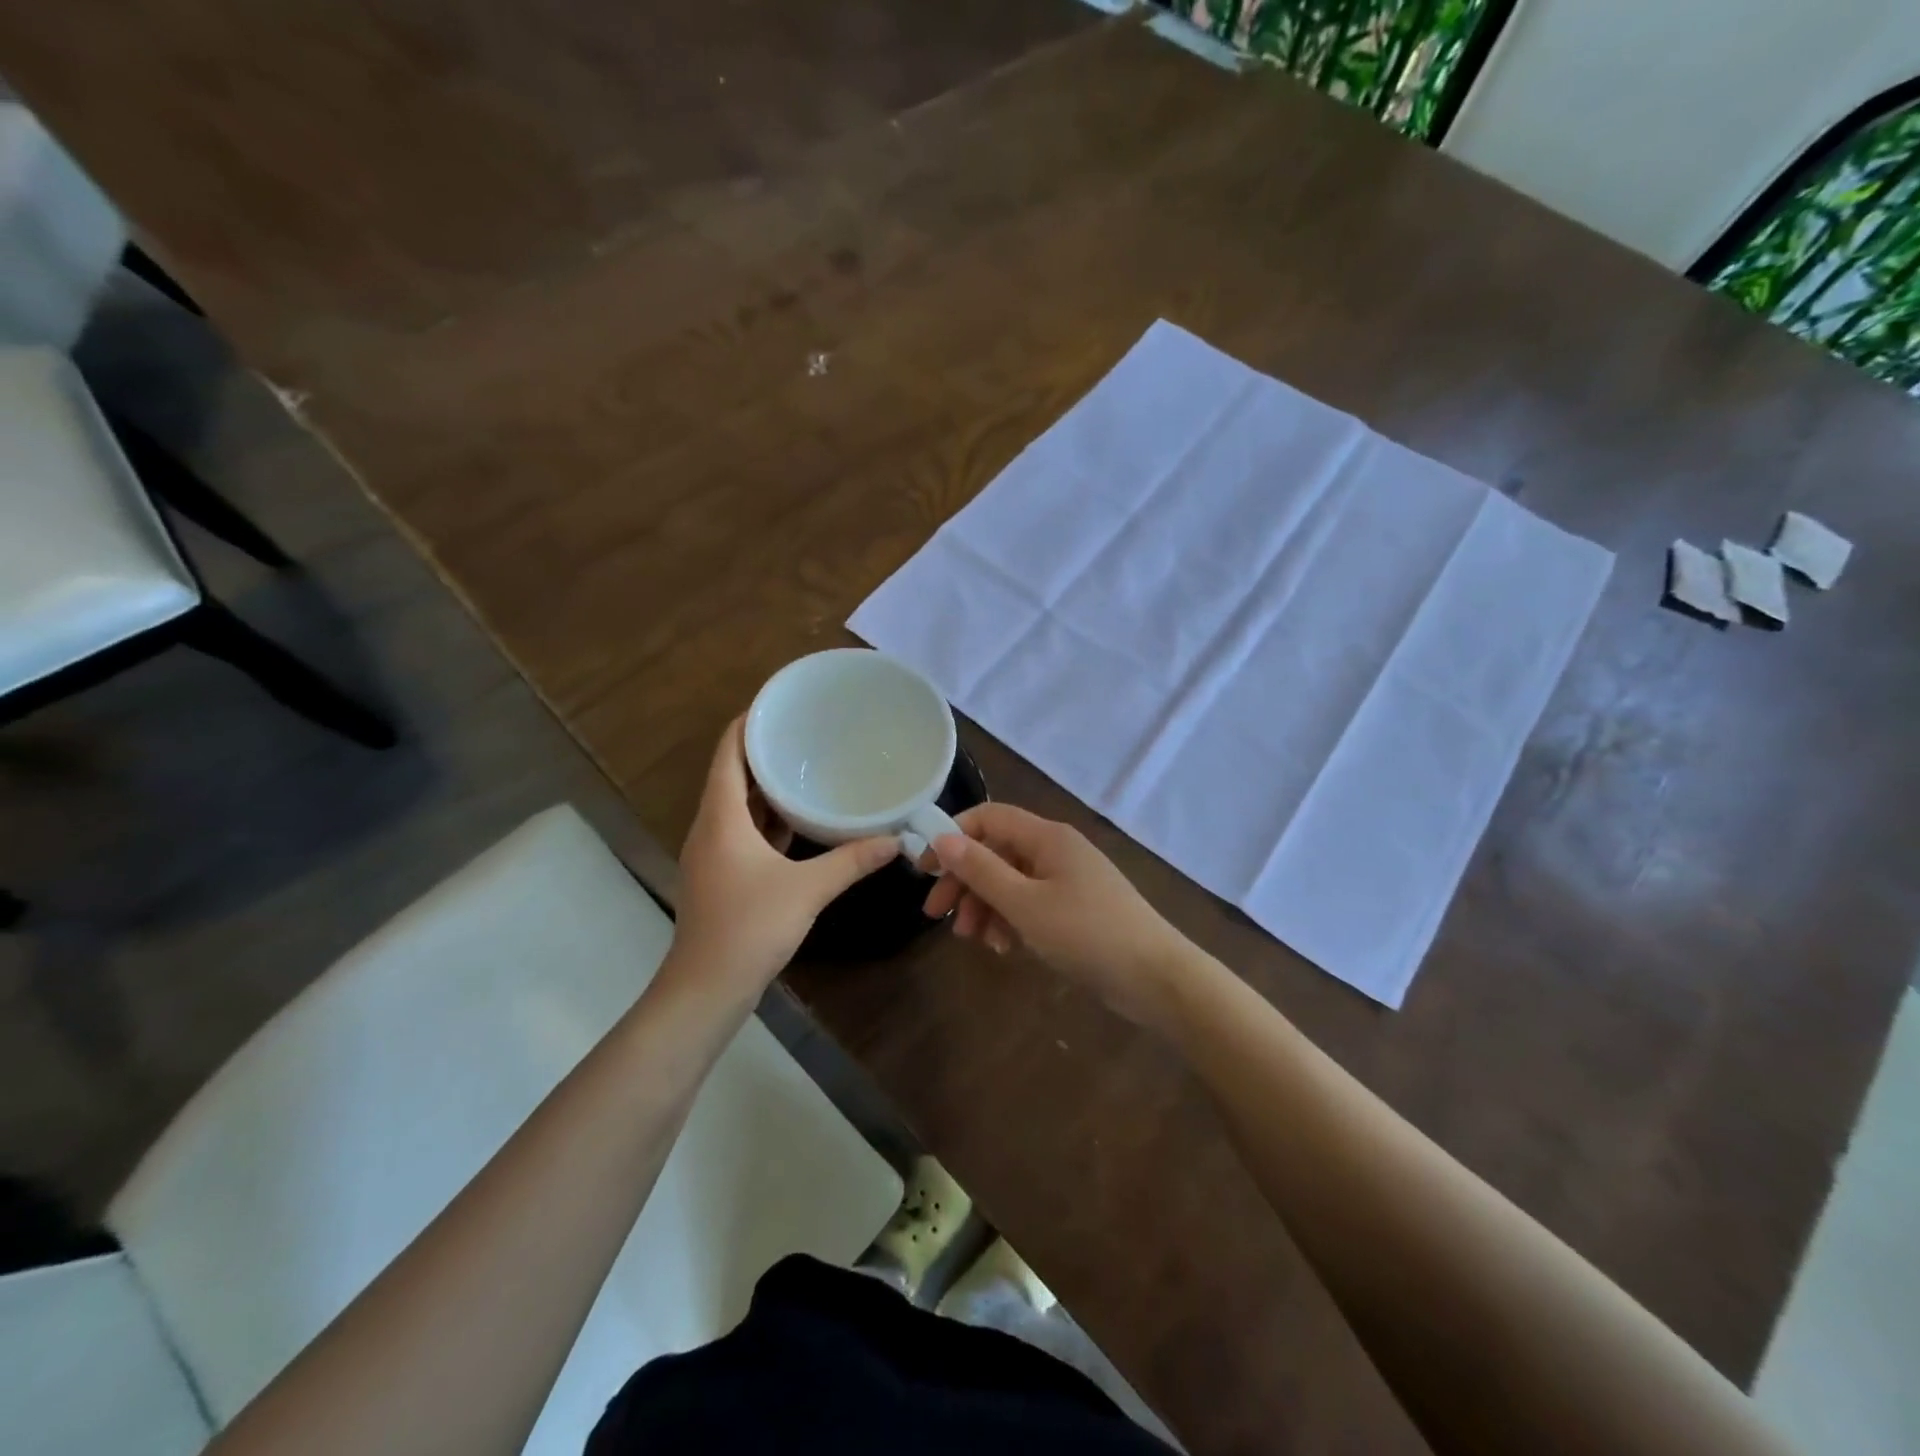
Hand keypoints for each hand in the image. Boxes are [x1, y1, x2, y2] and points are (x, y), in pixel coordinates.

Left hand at [671, 718, 896, 998]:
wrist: (707, 989)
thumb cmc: (749, 927)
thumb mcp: (808, 889)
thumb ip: (852, 860)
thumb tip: (896, 840)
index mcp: (721, 817)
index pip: (728, 752)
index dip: (748, 723)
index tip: (779, 704)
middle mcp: (711, 827)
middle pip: (732, 774)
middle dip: (764, 752)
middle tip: (805, 732)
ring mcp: (714, 854)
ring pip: (738, 805)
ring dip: (766, 787)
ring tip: (806, 767)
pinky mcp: (723, 876)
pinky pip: (743, 831)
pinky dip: (767, 819)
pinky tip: (799, 820)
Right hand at [921, 803, 1196, 1025]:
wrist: (1155, 977)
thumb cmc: (1086, 933)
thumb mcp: (1025, 903)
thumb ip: (981, 870)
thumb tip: (941, 837)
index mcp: (1046, 837)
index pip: (989, 818)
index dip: (953, 837)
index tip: (925, 870)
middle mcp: (1056, 850)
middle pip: (996, 852)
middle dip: (965, 881)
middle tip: (937, 917)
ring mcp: (1067, 879)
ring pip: (1011, 881)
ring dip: (985, 906)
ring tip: (973, 939)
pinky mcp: (1075, 908)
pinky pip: (1030, 903)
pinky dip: (1010, 919)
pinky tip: (1003, 947)